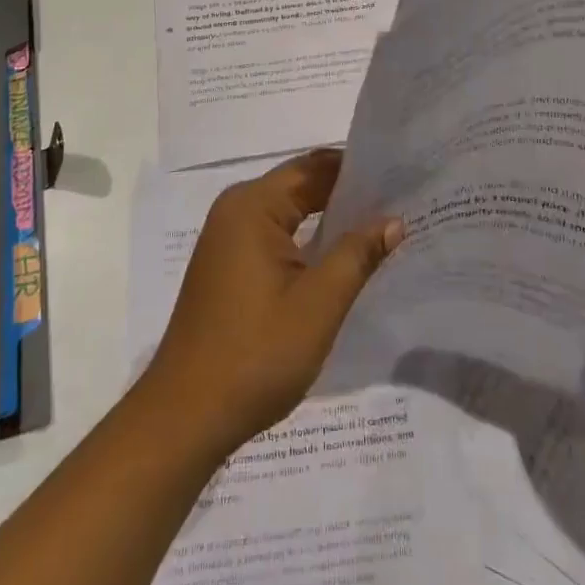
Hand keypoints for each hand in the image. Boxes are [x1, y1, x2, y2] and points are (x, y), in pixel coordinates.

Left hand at [141, 149, 403, 455]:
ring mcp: (227, 237)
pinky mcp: (227, 264)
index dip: (357, 169)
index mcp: (253, 205)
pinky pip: (275, 233)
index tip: (399, 176)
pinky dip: (307, 238)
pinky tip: (338, 255)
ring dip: (328, 217)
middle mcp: (236, 209)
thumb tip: (394, 220)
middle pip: (300, 185)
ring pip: (289, 210)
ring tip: (379, 225)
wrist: (185, 417)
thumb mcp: (318, 304)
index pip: (314, 167)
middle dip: (346, 192)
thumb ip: (358, 254)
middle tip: (398, 201)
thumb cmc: (255, 354)